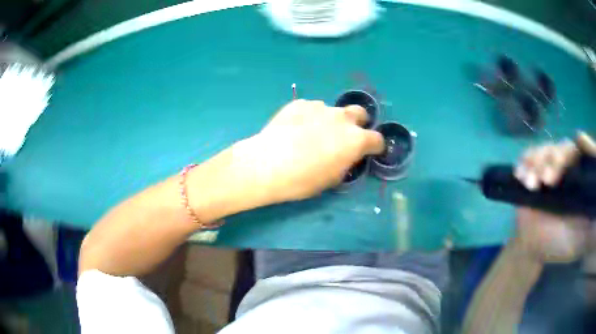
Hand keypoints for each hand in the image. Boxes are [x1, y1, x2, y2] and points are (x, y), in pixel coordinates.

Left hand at [229, 99, 383, 204]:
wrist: (267, 164)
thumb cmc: (302, 179)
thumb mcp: (332, 179)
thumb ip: (346, 162)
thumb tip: (346, 155)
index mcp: (355, 139)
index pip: (377, 139)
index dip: (375, 146)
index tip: (370, 151)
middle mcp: (342, 118)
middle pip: (360, 113)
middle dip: (358, 123)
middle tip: (345, 136)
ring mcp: (320, 107)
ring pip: (333, 111)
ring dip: (330, 121)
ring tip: (310, 134)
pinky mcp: (299, 103)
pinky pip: (311, 109)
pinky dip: (309, 117)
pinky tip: (294, 129)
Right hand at [513, 132, 595, 262]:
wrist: (533, 249)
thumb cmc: (560, 245)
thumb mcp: (580, 238)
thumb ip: (590, 225)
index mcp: (578, 180)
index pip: (581, 155)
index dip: (581, 145)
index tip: (580, 141)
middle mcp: (565, 169)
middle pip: (562, 148)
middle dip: (555, 160)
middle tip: (547, 181)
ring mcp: (547, 169)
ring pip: (544, 150)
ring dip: (536, 162)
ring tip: (531, 183)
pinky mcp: (530, 173)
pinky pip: (526, 159)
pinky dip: (523, 163)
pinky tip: (520, 176)